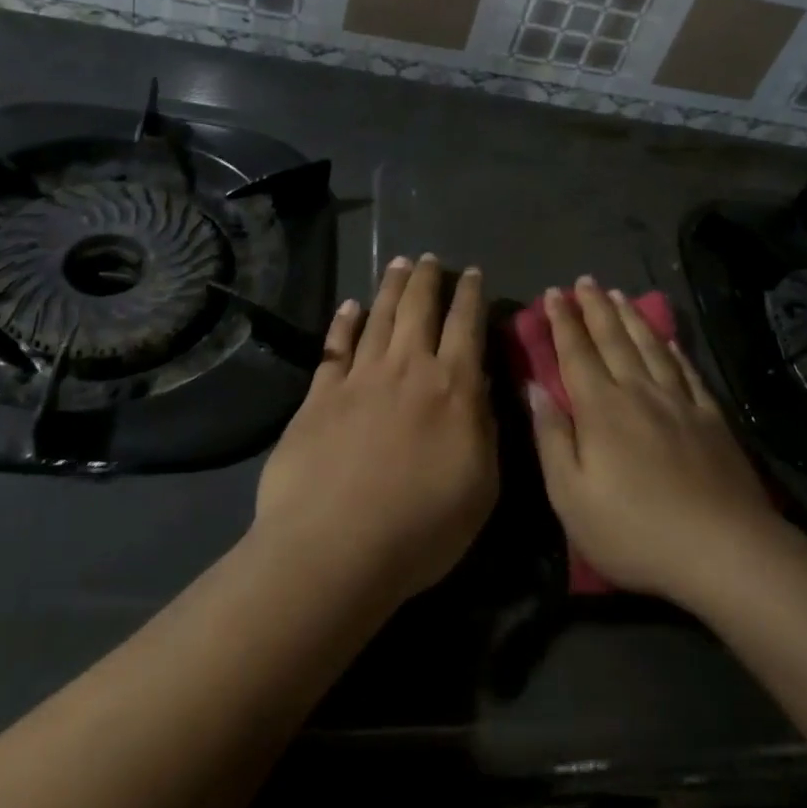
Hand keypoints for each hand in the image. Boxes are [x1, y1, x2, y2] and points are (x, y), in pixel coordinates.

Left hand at [254, 254, 497, 606]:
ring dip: (391, 287)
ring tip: (399, 263)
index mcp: (453, 387)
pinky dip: (344, 322)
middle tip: (430, 258)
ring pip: (380, 316)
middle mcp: (407, 368)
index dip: (471, 295)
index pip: (466, 325)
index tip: (472, 273)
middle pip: (419, 308)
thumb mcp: (481, 486)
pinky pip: (335, 346)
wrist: (333, 550)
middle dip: (428, 278)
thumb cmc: (421, 528)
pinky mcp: (320, 395)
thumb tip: (484, 383)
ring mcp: (360, 377)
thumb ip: (486, 428)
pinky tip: (349, 305)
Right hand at [529, 278, 777, 604]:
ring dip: (631, 317)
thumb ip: (551, 438)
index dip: (563, 322)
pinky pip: (687, 370)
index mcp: (601, 409)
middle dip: (595, 308)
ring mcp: (679, 401)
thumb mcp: (571, 497)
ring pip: (650, 346)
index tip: (554, 293)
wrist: (722, 549)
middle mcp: (638, 392)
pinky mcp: (711, 417)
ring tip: (618, 295)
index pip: (576, 353)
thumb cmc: (634, 531)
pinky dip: (674, 349)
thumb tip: (534, 388)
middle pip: (613, 339)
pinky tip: (669, 338)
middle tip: (584, 280)